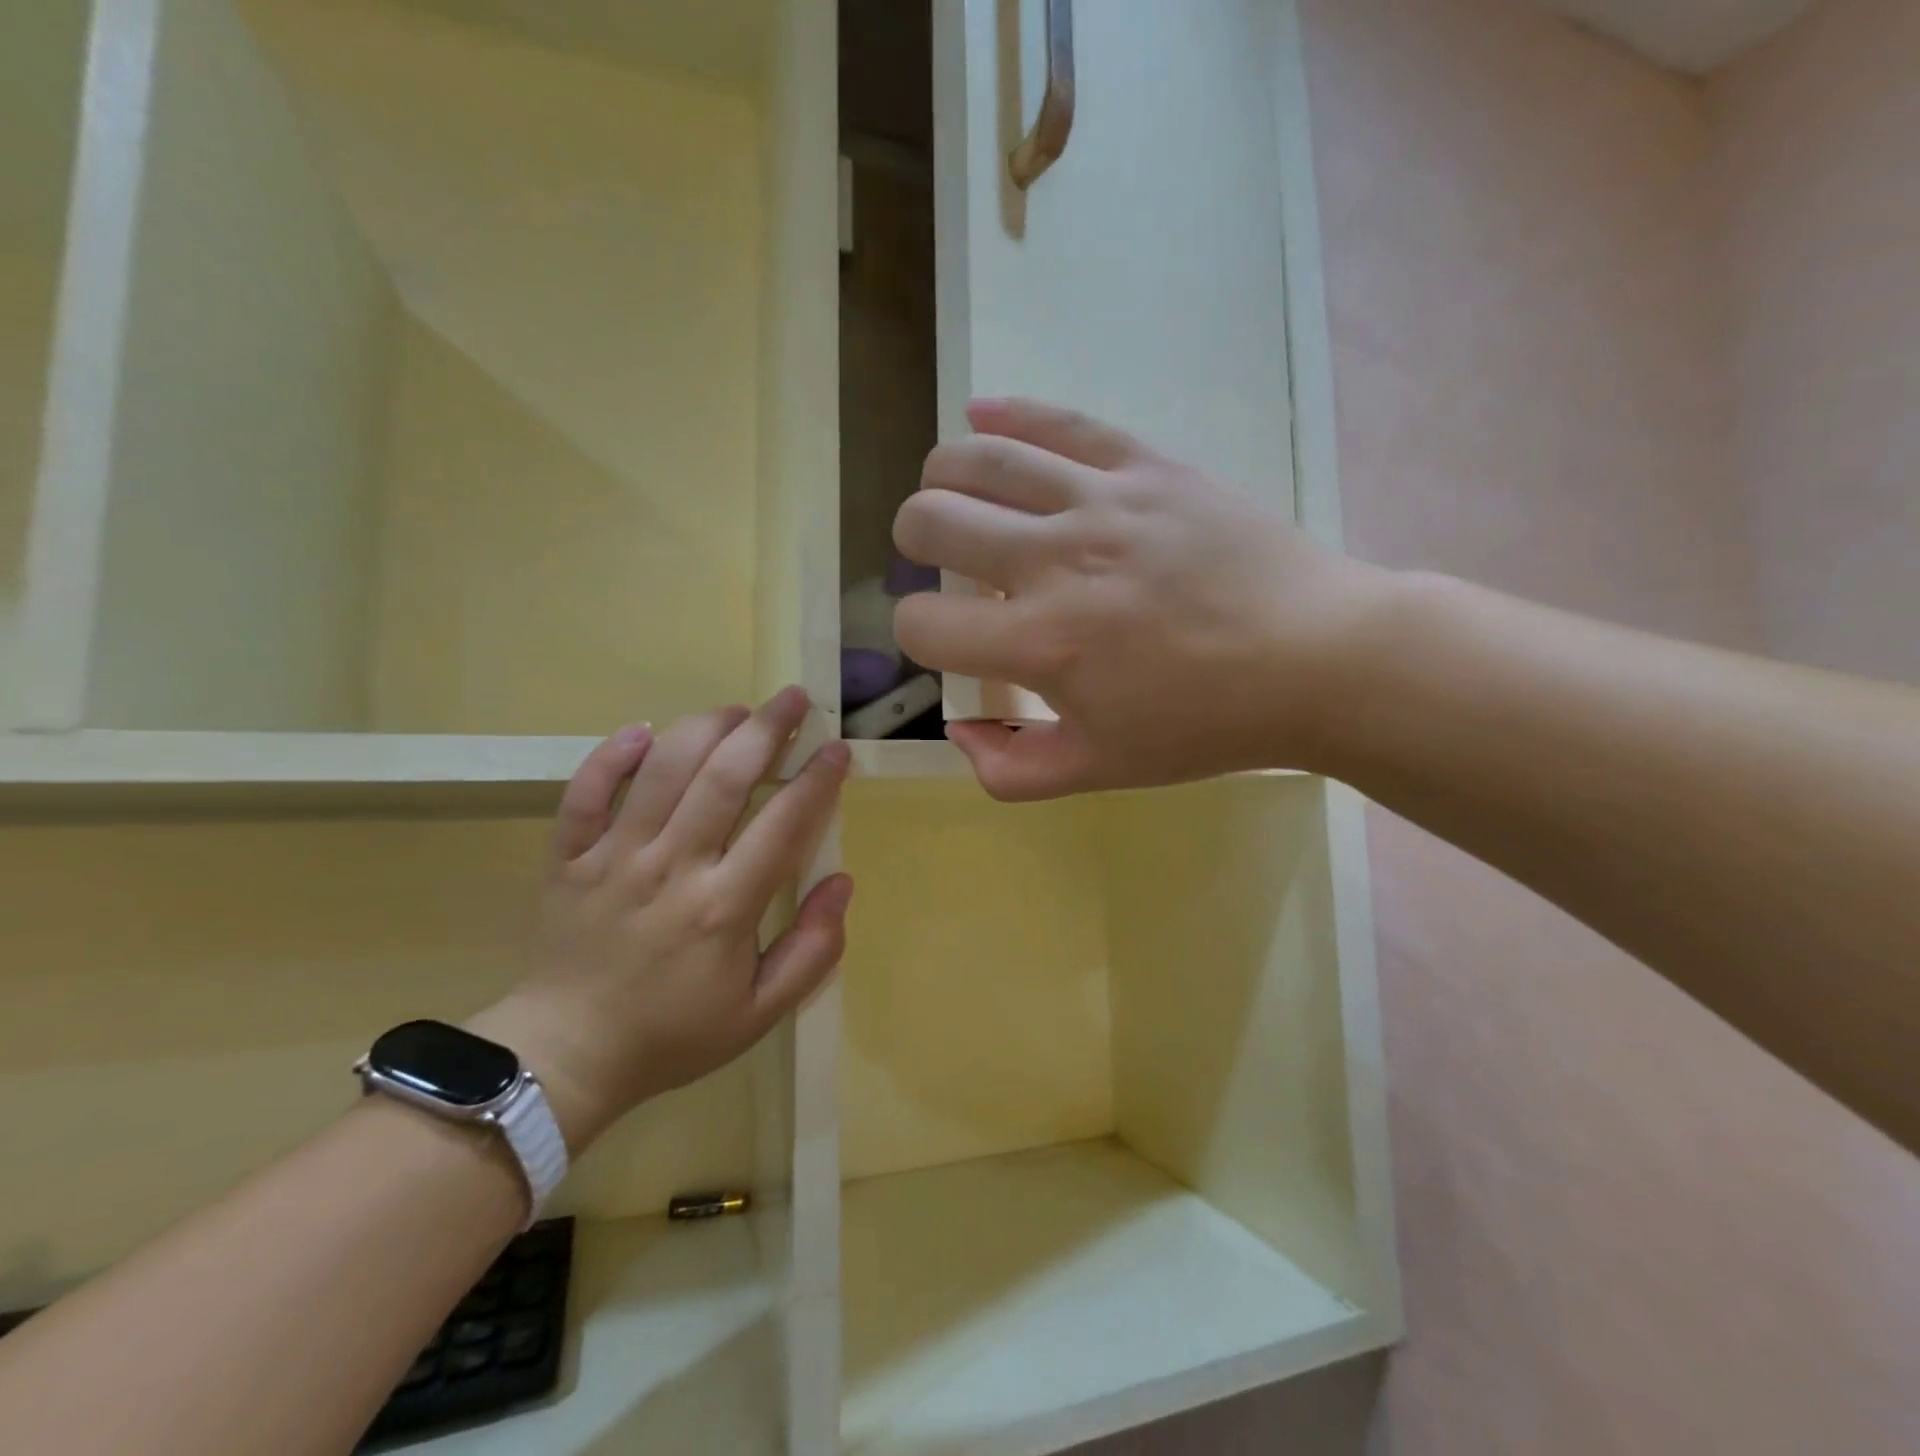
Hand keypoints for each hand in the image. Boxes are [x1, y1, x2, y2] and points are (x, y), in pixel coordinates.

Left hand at [469, 688, 852, 1148]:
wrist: (567, 1056)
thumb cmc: (674, 1034)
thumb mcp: (761, 1013)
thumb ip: (812, 950)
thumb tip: (842, 883)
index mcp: (724, 908)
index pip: (783, 823)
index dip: (818, 779)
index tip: (837, 748)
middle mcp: (671, 869)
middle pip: (725, 777)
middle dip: (767, 729)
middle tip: (794, 698)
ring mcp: (614, 858)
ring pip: (662, 769)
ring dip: (704, 727)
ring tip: (735, 711)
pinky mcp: (569, 857)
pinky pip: (586, 791)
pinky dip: (612, 754)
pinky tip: (642, 732)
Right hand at [893, 398, 1397, 798]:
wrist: (1316, 658)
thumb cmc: (1205, 724)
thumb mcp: (1100, 771)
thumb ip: (1010, 769)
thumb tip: (956, 728)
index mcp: (1041, 645)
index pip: (922, 625)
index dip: (918, 635)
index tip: (949, 639)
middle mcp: (1056, 561)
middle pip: (929, 521)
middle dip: (916, 546)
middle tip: (945, 563)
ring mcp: (1101, 501)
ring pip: (976, 459)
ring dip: (943, 481)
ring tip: (955, 499)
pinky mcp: (1145, 464)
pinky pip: (1056, 420)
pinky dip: (1003, 414)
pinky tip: (980, 417)